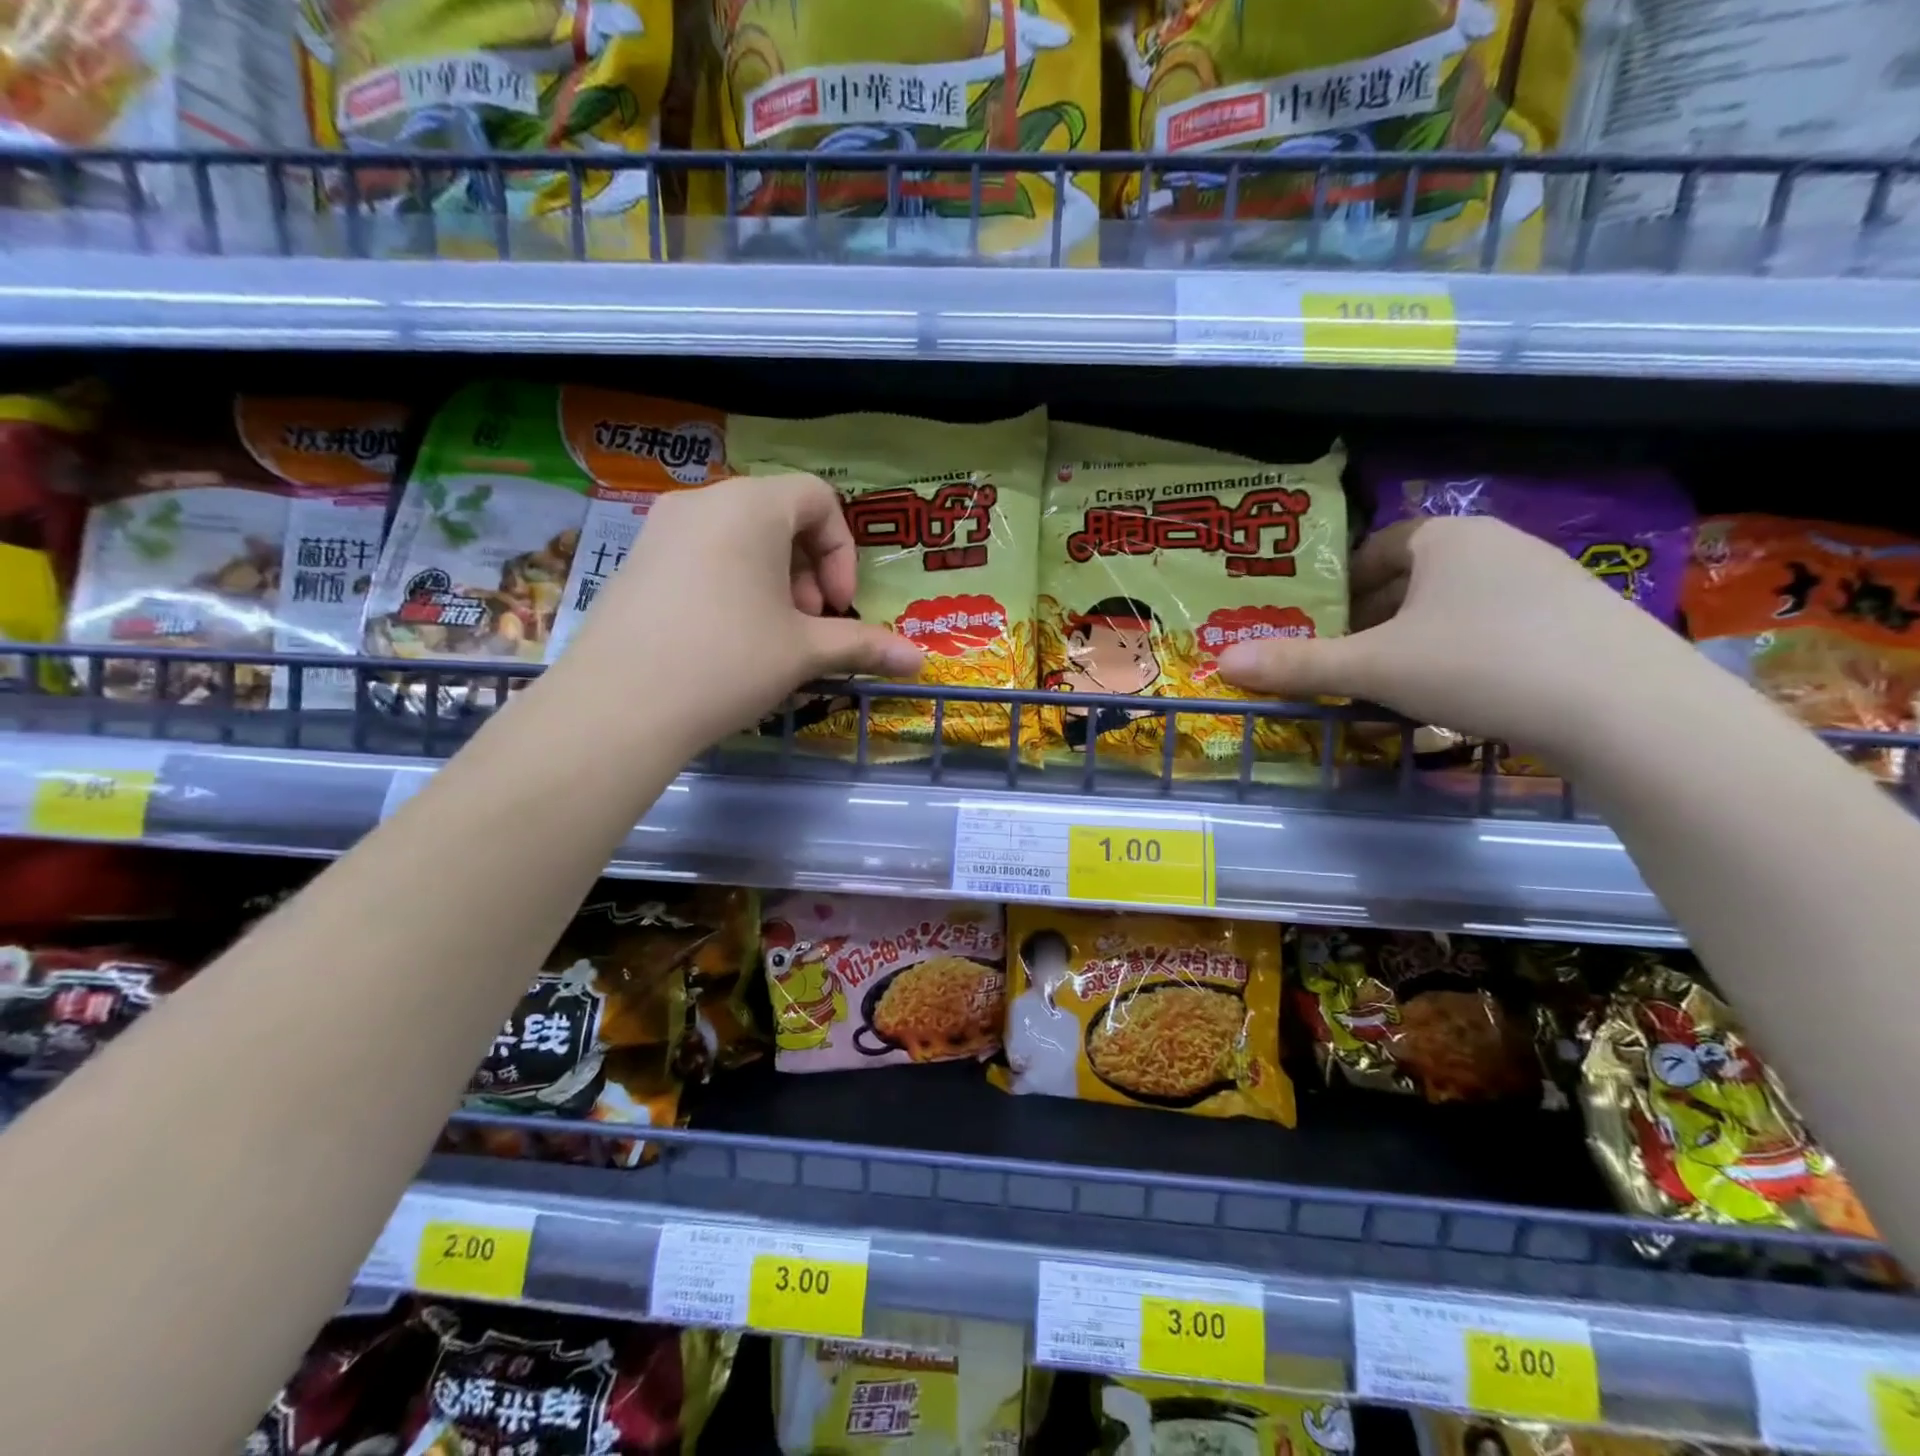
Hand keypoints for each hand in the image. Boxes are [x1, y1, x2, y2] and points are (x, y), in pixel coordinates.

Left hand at [547, 473, 922, 751]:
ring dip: (772, 580)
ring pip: (739, 539)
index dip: (842, 551)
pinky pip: (701, 557)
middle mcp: (703, 501)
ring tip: (770, 635)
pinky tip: (725, 640)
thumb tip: (921, 663)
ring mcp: (660, 529)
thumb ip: (865, 646)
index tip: (836, 606)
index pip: (819, 498)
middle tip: (807, 623)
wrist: (618, 706)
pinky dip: (731, 585)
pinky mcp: (634, 562)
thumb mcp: (804, 652)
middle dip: (808, 570)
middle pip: (778, 516)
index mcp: (751, 505)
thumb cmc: (728, 661)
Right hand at [1216, 515, 1698, 754]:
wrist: (1626, 708)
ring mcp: (1549, 582)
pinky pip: (1498, 629)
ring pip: (1457, 606)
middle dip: (1374, 617)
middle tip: (1346, 659)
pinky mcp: (1582, 622)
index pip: (1379, 546)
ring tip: (1395, 683)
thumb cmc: (1478, 665)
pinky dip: (1464, 654)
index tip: (1322, 622)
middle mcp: (1499, 546)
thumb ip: (1298, 665)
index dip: (1342, 583)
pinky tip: (1460, 695)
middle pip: (1415, 577)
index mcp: (1447, 539)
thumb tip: (1223, 662)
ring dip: (1417, 639)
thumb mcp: (1373, 668)